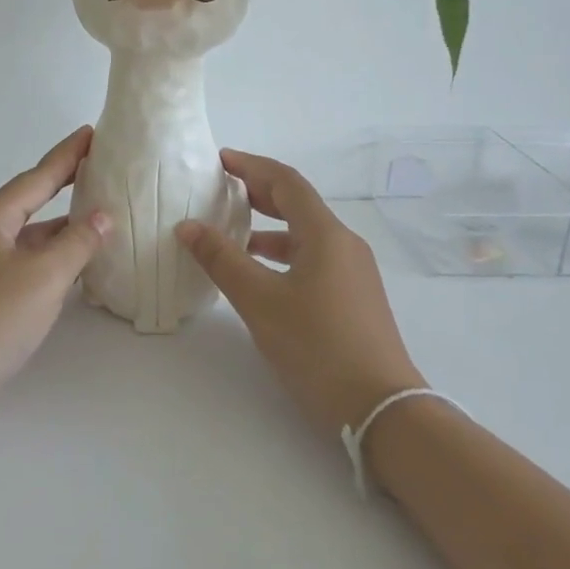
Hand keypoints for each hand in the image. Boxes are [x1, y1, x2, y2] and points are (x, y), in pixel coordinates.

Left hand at [0, 127, 109, 429]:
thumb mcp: (44, 278)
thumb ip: (77, 243)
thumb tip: (101, 216)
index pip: (37, 177)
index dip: (67, 155)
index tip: (91, 132)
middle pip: (28, 200)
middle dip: (62, 184)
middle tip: (96, 166)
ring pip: (25, 233)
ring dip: (57, 224)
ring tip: (94, 214)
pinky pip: (20, 259)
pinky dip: (46, 254)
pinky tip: (68, 264)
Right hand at [177, 150, 423, 434]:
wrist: (382, 408)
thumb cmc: (317, 347)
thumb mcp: (260, 302)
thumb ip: (222, 260)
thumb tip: (188, 226)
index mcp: (325, 234)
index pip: (286, 182)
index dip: (251, 166)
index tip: (219, 160)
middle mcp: (344, 243)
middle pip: (298, 203)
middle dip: (259, 191)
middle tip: (221, 189)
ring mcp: (354, 271)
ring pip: (306, 233)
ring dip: (269, 226)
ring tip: (233, 232)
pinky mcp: (354, 296)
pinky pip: (314, 257)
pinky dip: (283, 253)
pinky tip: (261, 274)